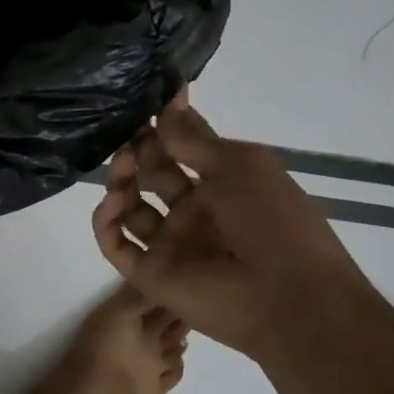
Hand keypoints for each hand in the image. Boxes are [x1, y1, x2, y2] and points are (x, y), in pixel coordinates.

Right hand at [91, 93, 364, 359]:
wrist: (287, 295)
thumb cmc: (273, 220)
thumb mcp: (240, 165)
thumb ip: (194, 137)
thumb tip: (168, 98)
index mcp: (222, 185)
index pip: (183, 149)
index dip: (165, 127)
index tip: (145, 100)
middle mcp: (193, 212)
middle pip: (153, 174)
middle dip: (140, 150)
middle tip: (130, 133)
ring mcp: (170, 243)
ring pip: (130, 207)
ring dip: (120, 181)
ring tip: (122, 164)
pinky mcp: (149, 273)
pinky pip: (116, 244)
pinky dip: (106, 221)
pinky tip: (112, 200)